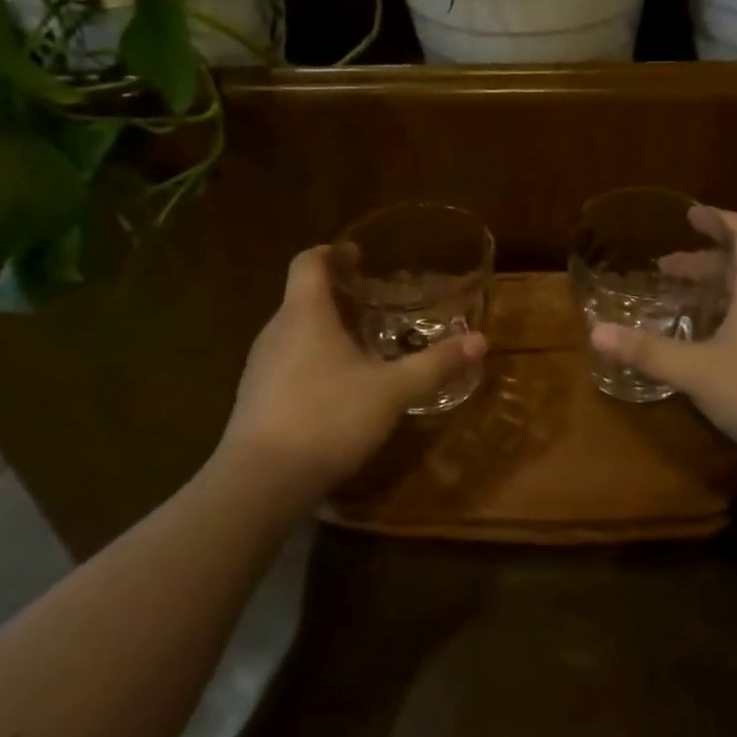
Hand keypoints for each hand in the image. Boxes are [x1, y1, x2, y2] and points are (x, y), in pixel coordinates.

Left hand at [214, 246, 486, 506]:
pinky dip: (314, 360)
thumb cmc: (326, 418)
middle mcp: (277, 331)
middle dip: (339, 294)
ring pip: (296, 331)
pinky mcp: (256, 399)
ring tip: (364, 343)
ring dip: (327, 329)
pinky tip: (340, 388)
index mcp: (305, 314)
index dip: (332, 252)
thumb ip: (435, 364)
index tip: (359, 255)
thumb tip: (480, 340)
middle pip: (304, 296)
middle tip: (377, 301)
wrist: (260, 484)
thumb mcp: (392, 391)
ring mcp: (260, 367)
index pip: (308, 262)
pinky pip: (288, 362)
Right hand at [590, 208, 736, 479]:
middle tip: (666, 269)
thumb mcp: (699, 373)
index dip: (719, 218)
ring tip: (681, 303)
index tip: (690, 214)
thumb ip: (649, 352)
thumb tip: (597, 333)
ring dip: (717, 290)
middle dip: (704, 261)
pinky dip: (730, 314)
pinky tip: (710, 344)